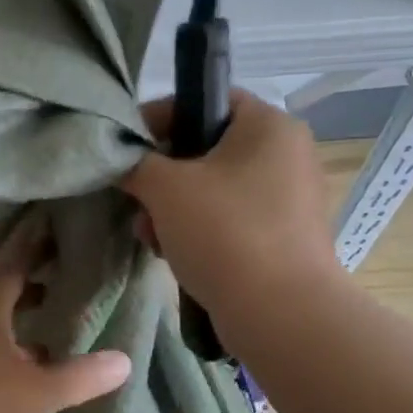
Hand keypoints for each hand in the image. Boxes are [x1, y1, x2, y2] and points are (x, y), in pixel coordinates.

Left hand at [0, 222, 131, 412]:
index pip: (13, 261)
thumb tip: (124, 360)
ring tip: (50, 319)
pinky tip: (24, 364)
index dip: (34, 241)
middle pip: (0, 288)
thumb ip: (82, 376)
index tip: (51, 220)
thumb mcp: (41, 393)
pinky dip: (5, 343)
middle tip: (65, 270)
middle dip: (32, 280)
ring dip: (18, 315)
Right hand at [119, 90, 342, 322]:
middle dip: (163, 175)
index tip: (126, 146)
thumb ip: (136, 163)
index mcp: (269, 125)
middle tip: (135, 198)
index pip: (207, 99)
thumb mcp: (165, 188)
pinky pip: (230, 219)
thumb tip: (123, 160)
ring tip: (148, 234)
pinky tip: (172, 253)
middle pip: (208, 148)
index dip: (160, 117)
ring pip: (215, 189)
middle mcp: (286, 154)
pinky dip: (199, 230)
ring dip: (174, 208)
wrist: (280, 313)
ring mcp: (288, 199)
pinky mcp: (283, 237)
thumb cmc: (224, 232)